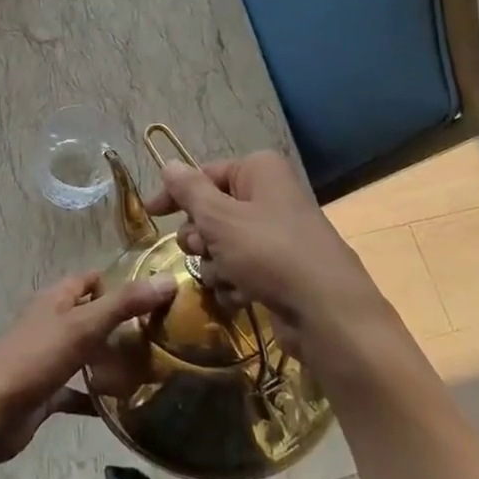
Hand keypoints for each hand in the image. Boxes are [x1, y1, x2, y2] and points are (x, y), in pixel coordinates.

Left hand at [0, 269, 176, 466]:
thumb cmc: (34, 359)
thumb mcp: (82, 326)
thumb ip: (124, 304)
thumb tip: (168, 280)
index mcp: (56, 300)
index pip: (91, 280)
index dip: (119, 283)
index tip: (155, 297)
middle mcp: (52, 323)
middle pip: (91, 316)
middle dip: (121, 324)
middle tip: (162, 337)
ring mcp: (48, 358)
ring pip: (86, 353)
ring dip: (111, 360)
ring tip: (152, 370)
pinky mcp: (46, 392)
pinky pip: (78, 390)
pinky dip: (97, 397)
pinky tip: (124, 408)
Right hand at [145, 151, 385, 362]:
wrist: (328, 314)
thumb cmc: (270, 253)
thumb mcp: (220, 218)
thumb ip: (189, 191)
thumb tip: (168, 164)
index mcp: (259, 171)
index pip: (204, 174)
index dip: (175, 194)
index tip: (151, 215)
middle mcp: (269, 196)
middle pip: (212, 211)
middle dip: (200, 237)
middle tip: (204, 250)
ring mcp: (276, 235)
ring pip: (222, 245)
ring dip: (215, 265)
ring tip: (228, 278)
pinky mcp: (280, 270)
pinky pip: (241, 269)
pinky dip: (235, 283)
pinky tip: (242, 296)